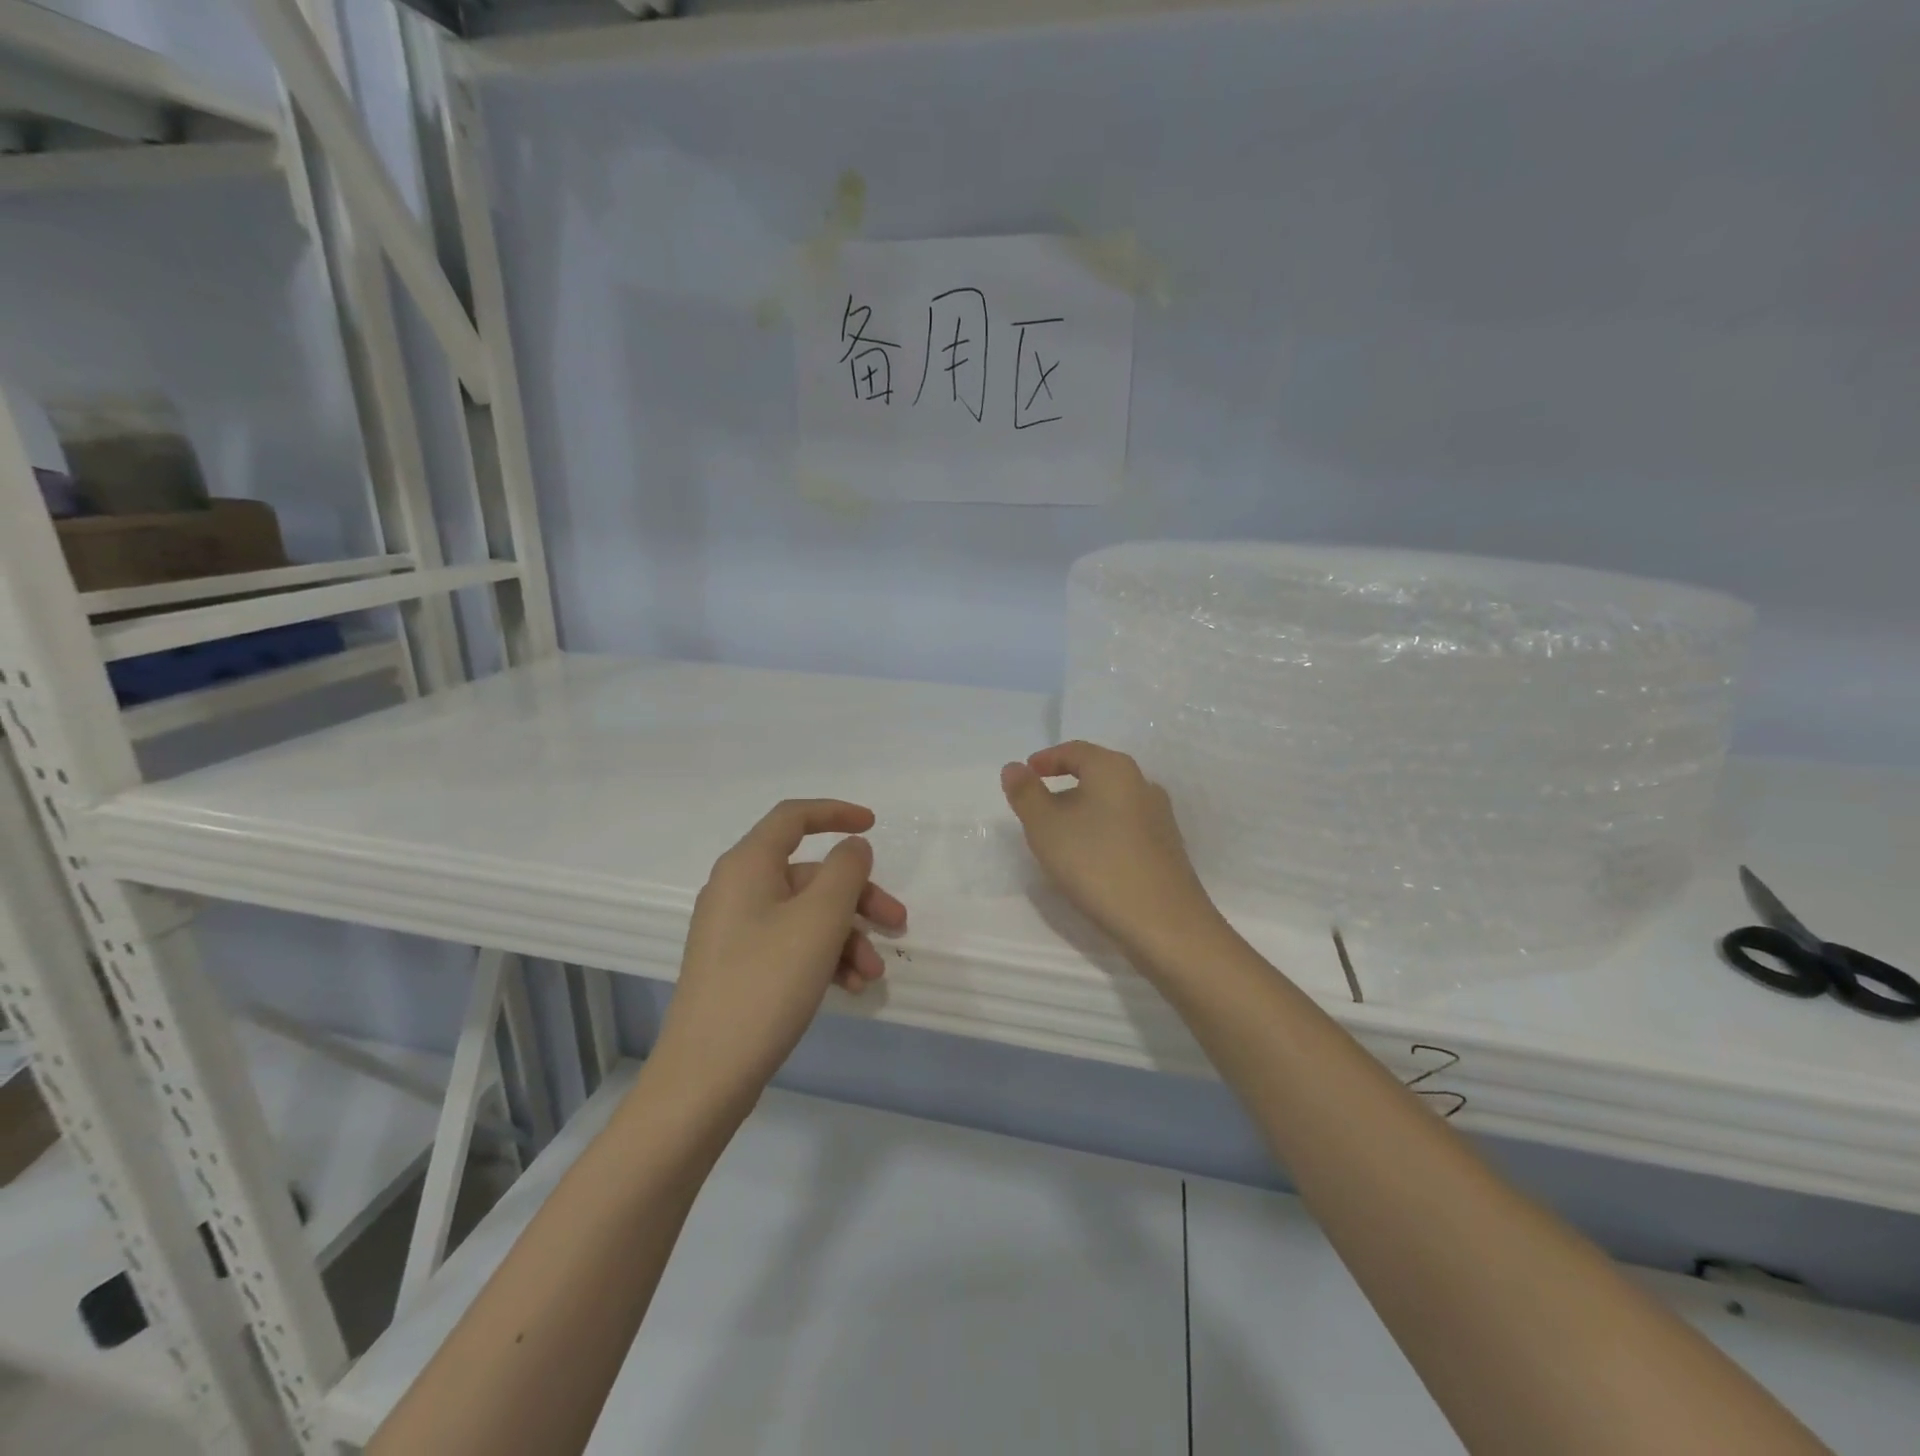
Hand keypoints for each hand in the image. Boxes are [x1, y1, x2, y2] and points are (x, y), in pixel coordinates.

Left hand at [651, 799, 906, 1112]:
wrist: (705, 1075)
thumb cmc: (766, 983)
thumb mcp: (819, 920)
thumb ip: (845, 871)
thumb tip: (852, 848)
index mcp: (748, 865)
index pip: (793, 817)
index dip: (836, 813)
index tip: (874, 825)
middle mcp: (738, 890)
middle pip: (810, 874)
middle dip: (858, 897)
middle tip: (898, 922)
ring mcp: (736, 931)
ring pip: (806, 915)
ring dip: (847, 936)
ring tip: (873, 974)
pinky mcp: (740, 967)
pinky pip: (792, 945)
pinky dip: (824, 958)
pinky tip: (850, 988)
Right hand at [1001, 741, 1222, 961]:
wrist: (1164, 923)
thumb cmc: (1096, 864)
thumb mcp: (1045, 827)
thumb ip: (1025, 793)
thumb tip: (1014, 767)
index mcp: (1114, 769)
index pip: (1075, 750)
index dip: (1046, 759)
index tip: (1025, 773)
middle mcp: (1142, 784)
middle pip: (1096, 773)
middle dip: (1064, 785)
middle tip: (1036, 806)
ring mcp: (1159, 817)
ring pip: (1111, 801)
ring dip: (1083, 810)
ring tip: (1059, 836)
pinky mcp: (1166, 847)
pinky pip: (1125, 826)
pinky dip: (1101, 831)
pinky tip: (1090, 858)